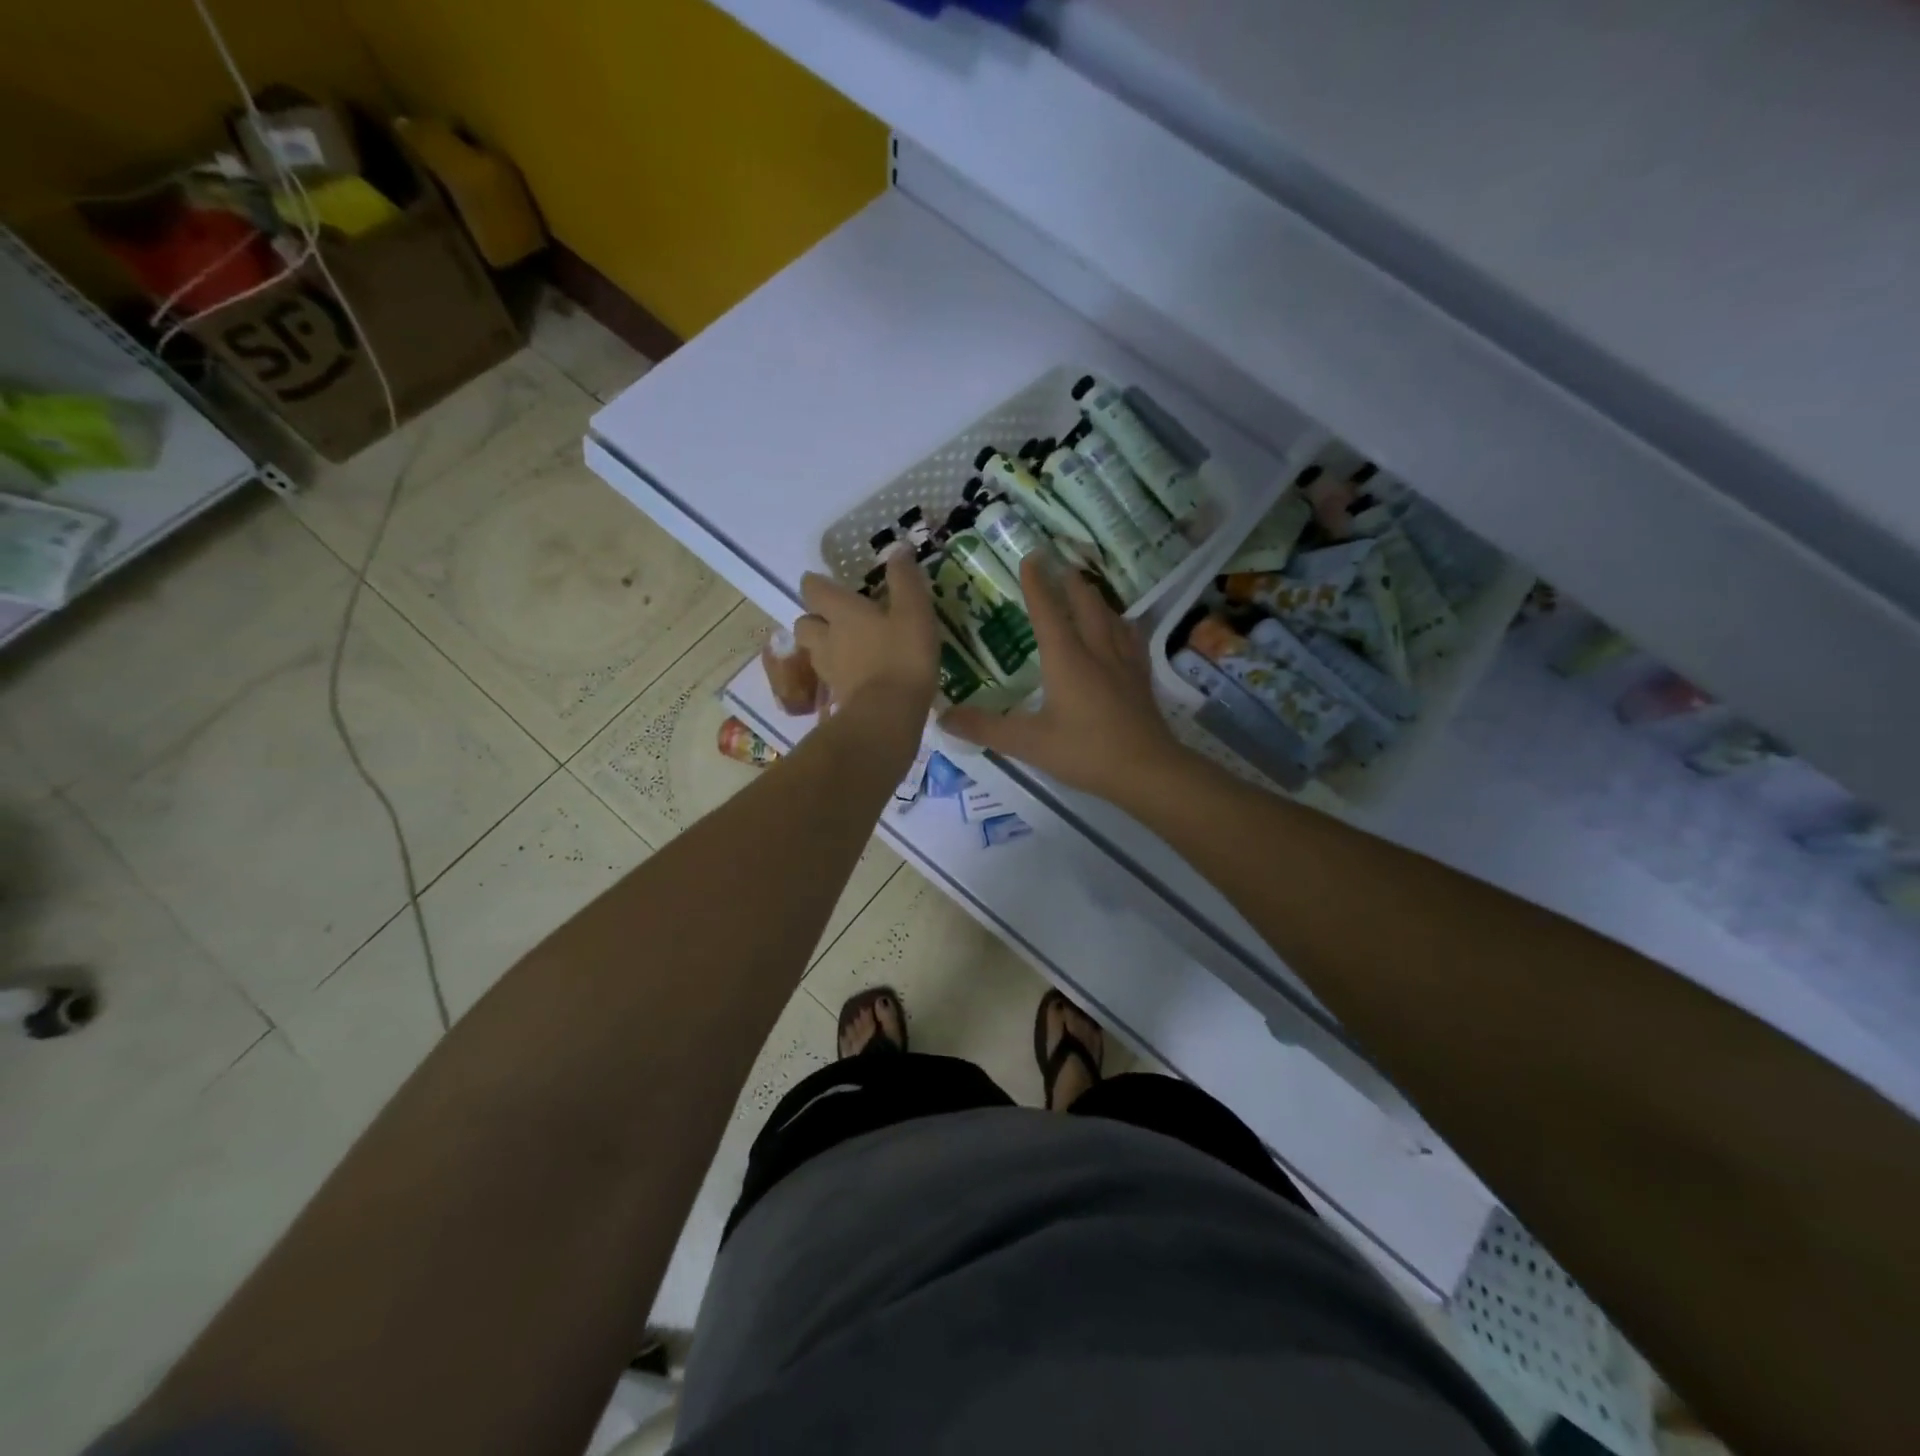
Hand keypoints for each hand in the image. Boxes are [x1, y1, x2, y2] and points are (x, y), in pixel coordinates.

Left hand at [794, 549, 940, 722]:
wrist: (888, 715)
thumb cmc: (902, 656)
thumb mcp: (914, 611)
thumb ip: (905, 580)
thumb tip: (898, 549)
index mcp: (842, 612)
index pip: (814, 590)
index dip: (815, 583)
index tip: (822, 582)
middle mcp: (827, 639)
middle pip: (804, 623)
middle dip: (814, 618)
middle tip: (833, 618)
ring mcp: (830, 671)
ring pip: (814, 652)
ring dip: (823, 647)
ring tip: (845, 648)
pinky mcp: (838, 698)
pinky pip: (831, 679)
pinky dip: (839, 674)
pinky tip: (858, 676)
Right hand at [942, 556, 1185, 801]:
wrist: (1146, 770)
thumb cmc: (1084, 752)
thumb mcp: (1028, 743)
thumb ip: (984, 728)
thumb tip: (942, 716)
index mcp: (1066, 658)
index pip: (1047, 611)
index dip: (1036, 583)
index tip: (1030, 557)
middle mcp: (1096, 651)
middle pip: (1084, 605)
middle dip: (1069, 582)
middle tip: (1059, 564)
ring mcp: (1123, 663)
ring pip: (1110, 617)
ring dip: (1095, 598)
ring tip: (1086, 588)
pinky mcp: (1140, 678)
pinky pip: (1131, 639)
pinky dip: (1121, 624)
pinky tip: (1123, 627)